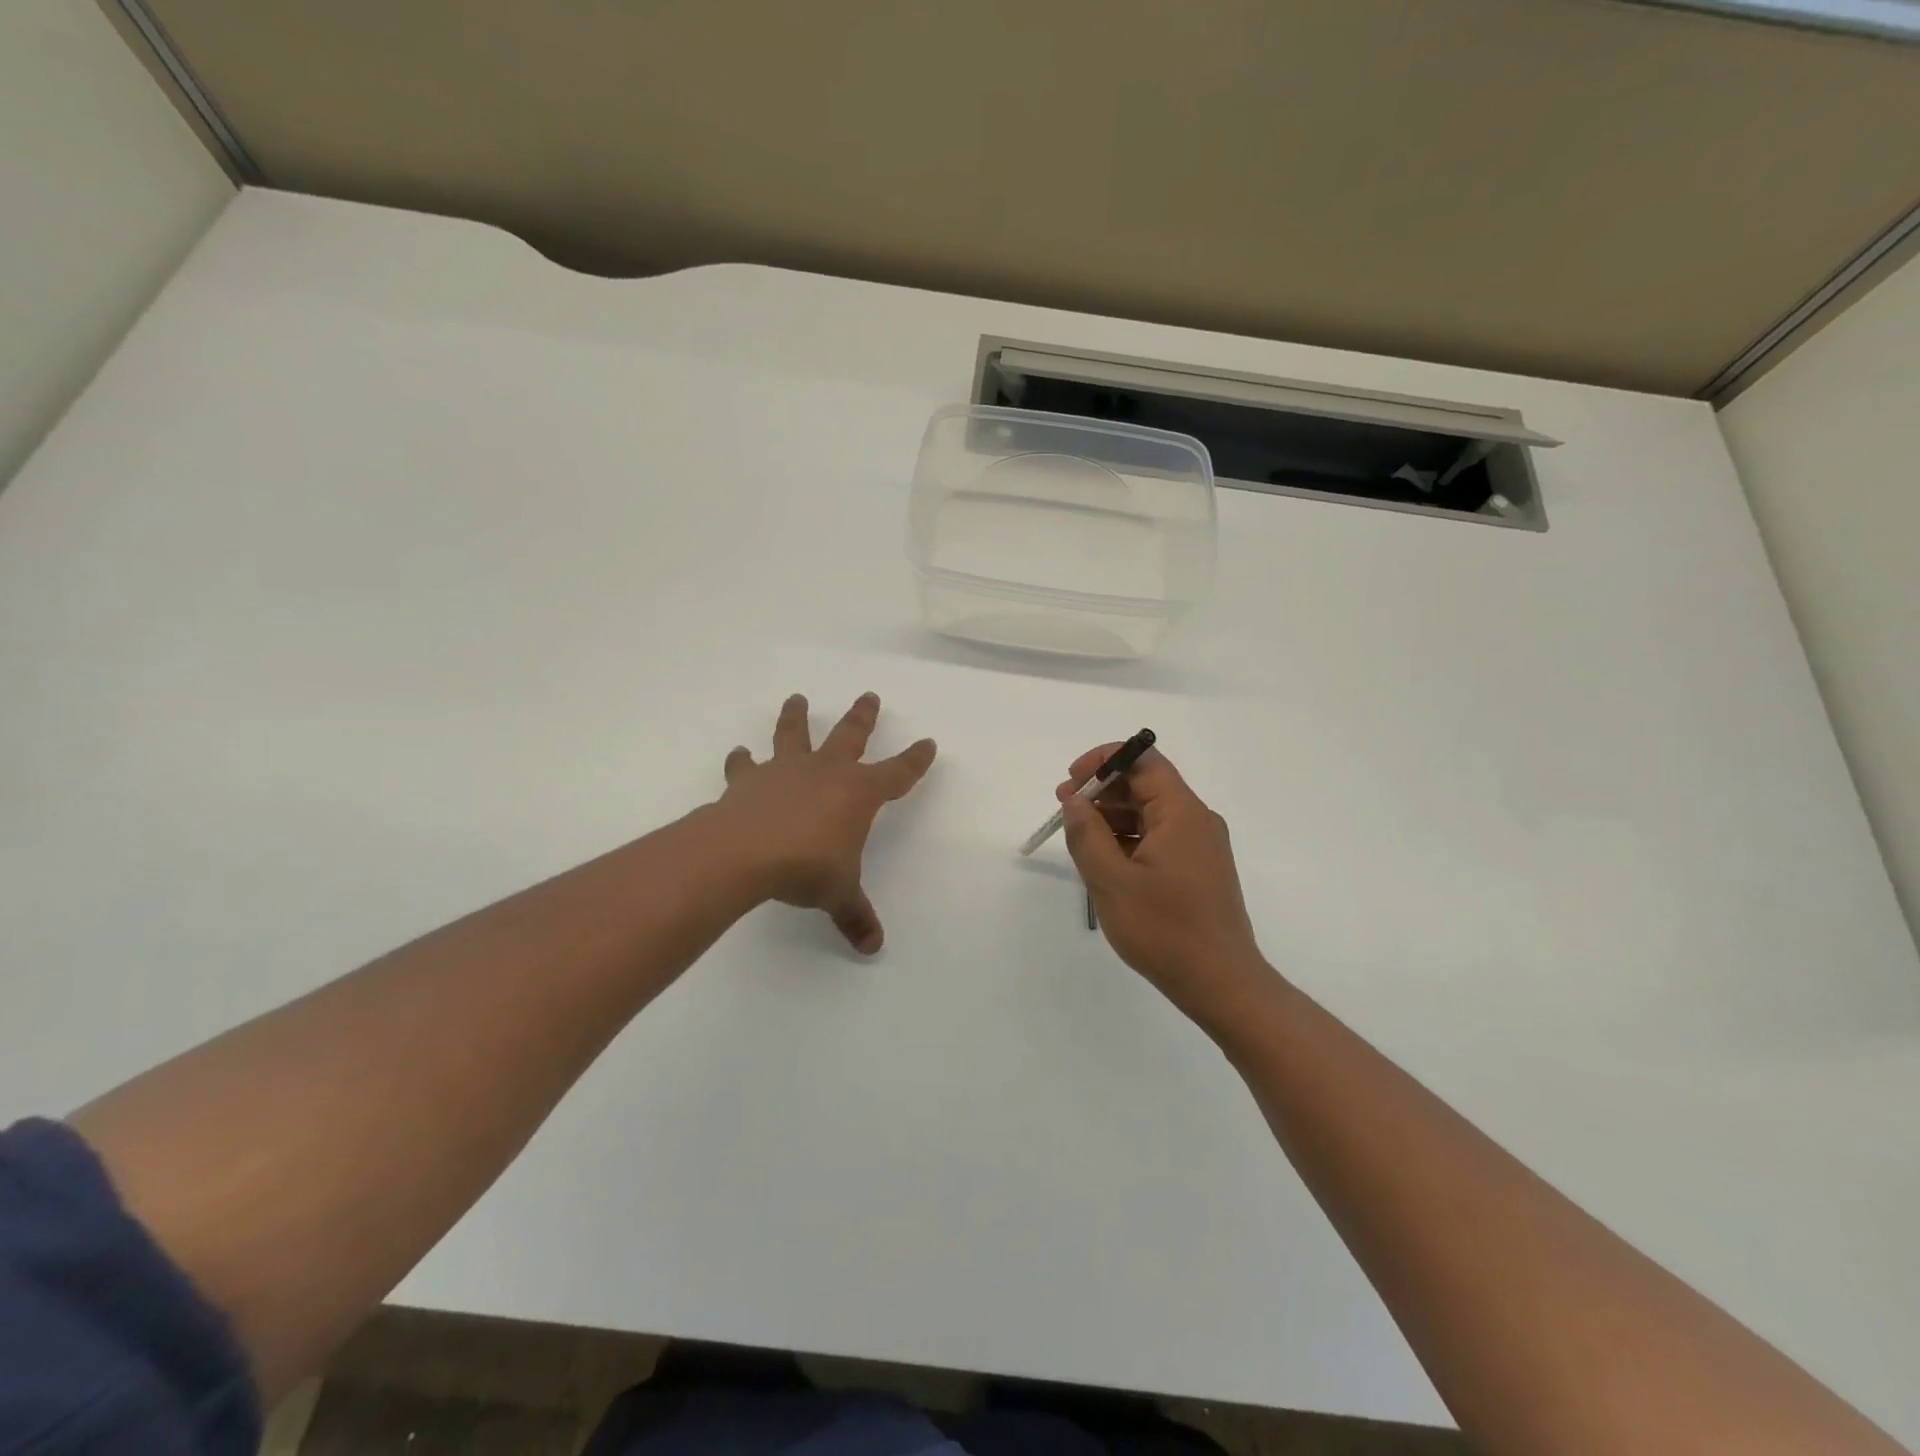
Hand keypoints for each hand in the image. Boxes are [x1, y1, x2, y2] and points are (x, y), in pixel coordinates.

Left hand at [715, 693, 935, 953]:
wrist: (745, 852)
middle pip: (850, 735)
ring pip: (795, 734)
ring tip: (796, 698)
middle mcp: (826, 772)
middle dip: (863, 717)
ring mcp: (785, 770)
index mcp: (858, 793)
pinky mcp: (749, 780)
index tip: (928, 743)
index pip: (898, 773)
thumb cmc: (806, 867)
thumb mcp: (838, 893)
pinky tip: (738, 755)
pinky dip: (741, 760)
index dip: (915, 760)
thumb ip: (855, 915)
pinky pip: (745, 765)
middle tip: (869, 695)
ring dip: (796, 716)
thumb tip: (873, 947)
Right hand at [1059, 745, 1274, 1022]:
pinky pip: (1159, 837)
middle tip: (1064, 809)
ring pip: (1150, 813)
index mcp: (1181, 812)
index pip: (1143, 760)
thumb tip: (1074, 799)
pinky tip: (1105, 860)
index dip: (1103, 760)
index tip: (1071, 781)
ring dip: (1112, 816)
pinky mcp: (1198, 868)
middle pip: (1146, 785)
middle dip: (1102, 790)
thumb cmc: (1163, 929)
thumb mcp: (1111, 880)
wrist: (1220, 983)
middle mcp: (1197, 820)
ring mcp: (1200, 846)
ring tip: (1078, 837)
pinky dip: (1129, 839)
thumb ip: (1086, 833)